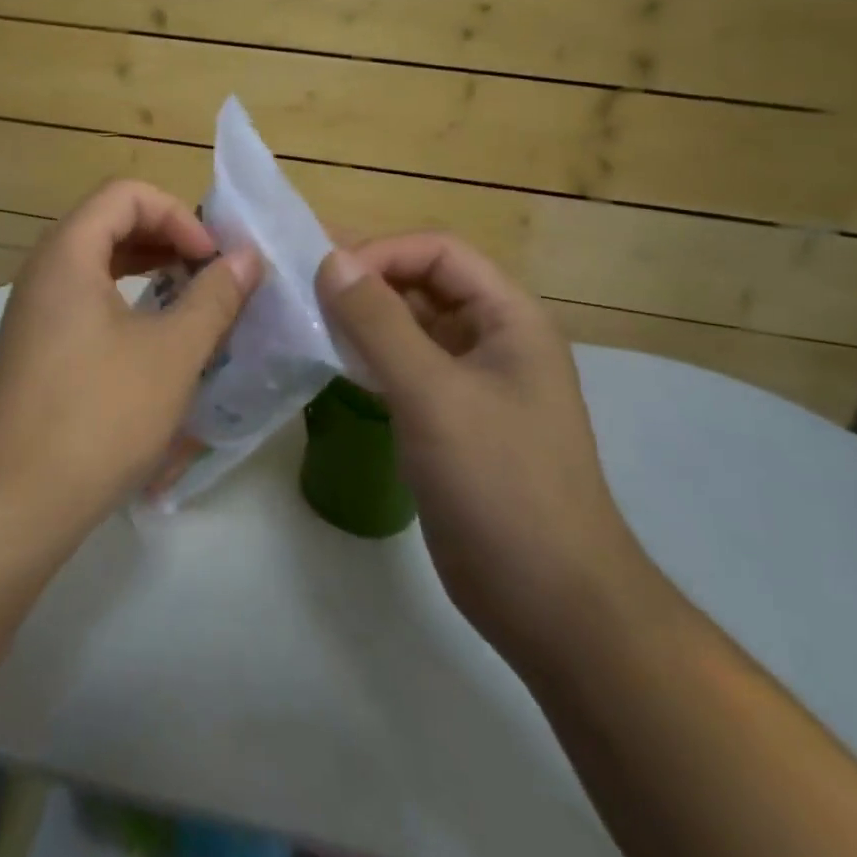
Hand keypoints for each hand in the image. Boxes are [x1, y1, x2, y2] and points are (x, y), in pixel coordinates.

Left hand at [0, 181, 260, 550]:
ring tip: (191, 301)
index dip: (178, 214)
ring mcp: (34, 312)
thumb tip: (246, 258)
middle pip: (109, 223)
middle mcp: (43, 271)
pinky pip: (86, 300)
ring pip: (98, 264)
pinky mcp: (35, 348)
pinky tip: (156, 341)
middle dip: (167, 238)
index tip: (212, 260)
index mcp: (68, 254)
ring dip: (149, 270)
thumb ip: (214, 297)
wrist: (12, 505)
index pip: (126, 195)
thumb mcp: (171, 353)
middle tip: (210, 274)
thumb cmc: (98, 416)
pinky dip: (126, 303)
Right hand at [316, 233, 664, 671]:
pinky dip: (370, 359)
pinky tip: (333, 365)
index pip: (439, 253)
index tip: (327, 277)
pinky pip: (406, 370)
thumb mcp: (433, 395)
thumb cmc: (500, 484)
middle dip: (368, 282)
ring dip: (364, 320)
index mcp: (509, 319)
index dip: (383, 253)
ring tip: (309, 321)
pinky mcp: (452, 421)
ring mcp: (473, 383)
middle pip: (425, 285)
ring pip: (412, 329)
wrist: (552, 603)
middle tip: (304, 291)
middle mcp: (494, 340)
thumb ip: (379, 323)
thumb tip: (331, 260)